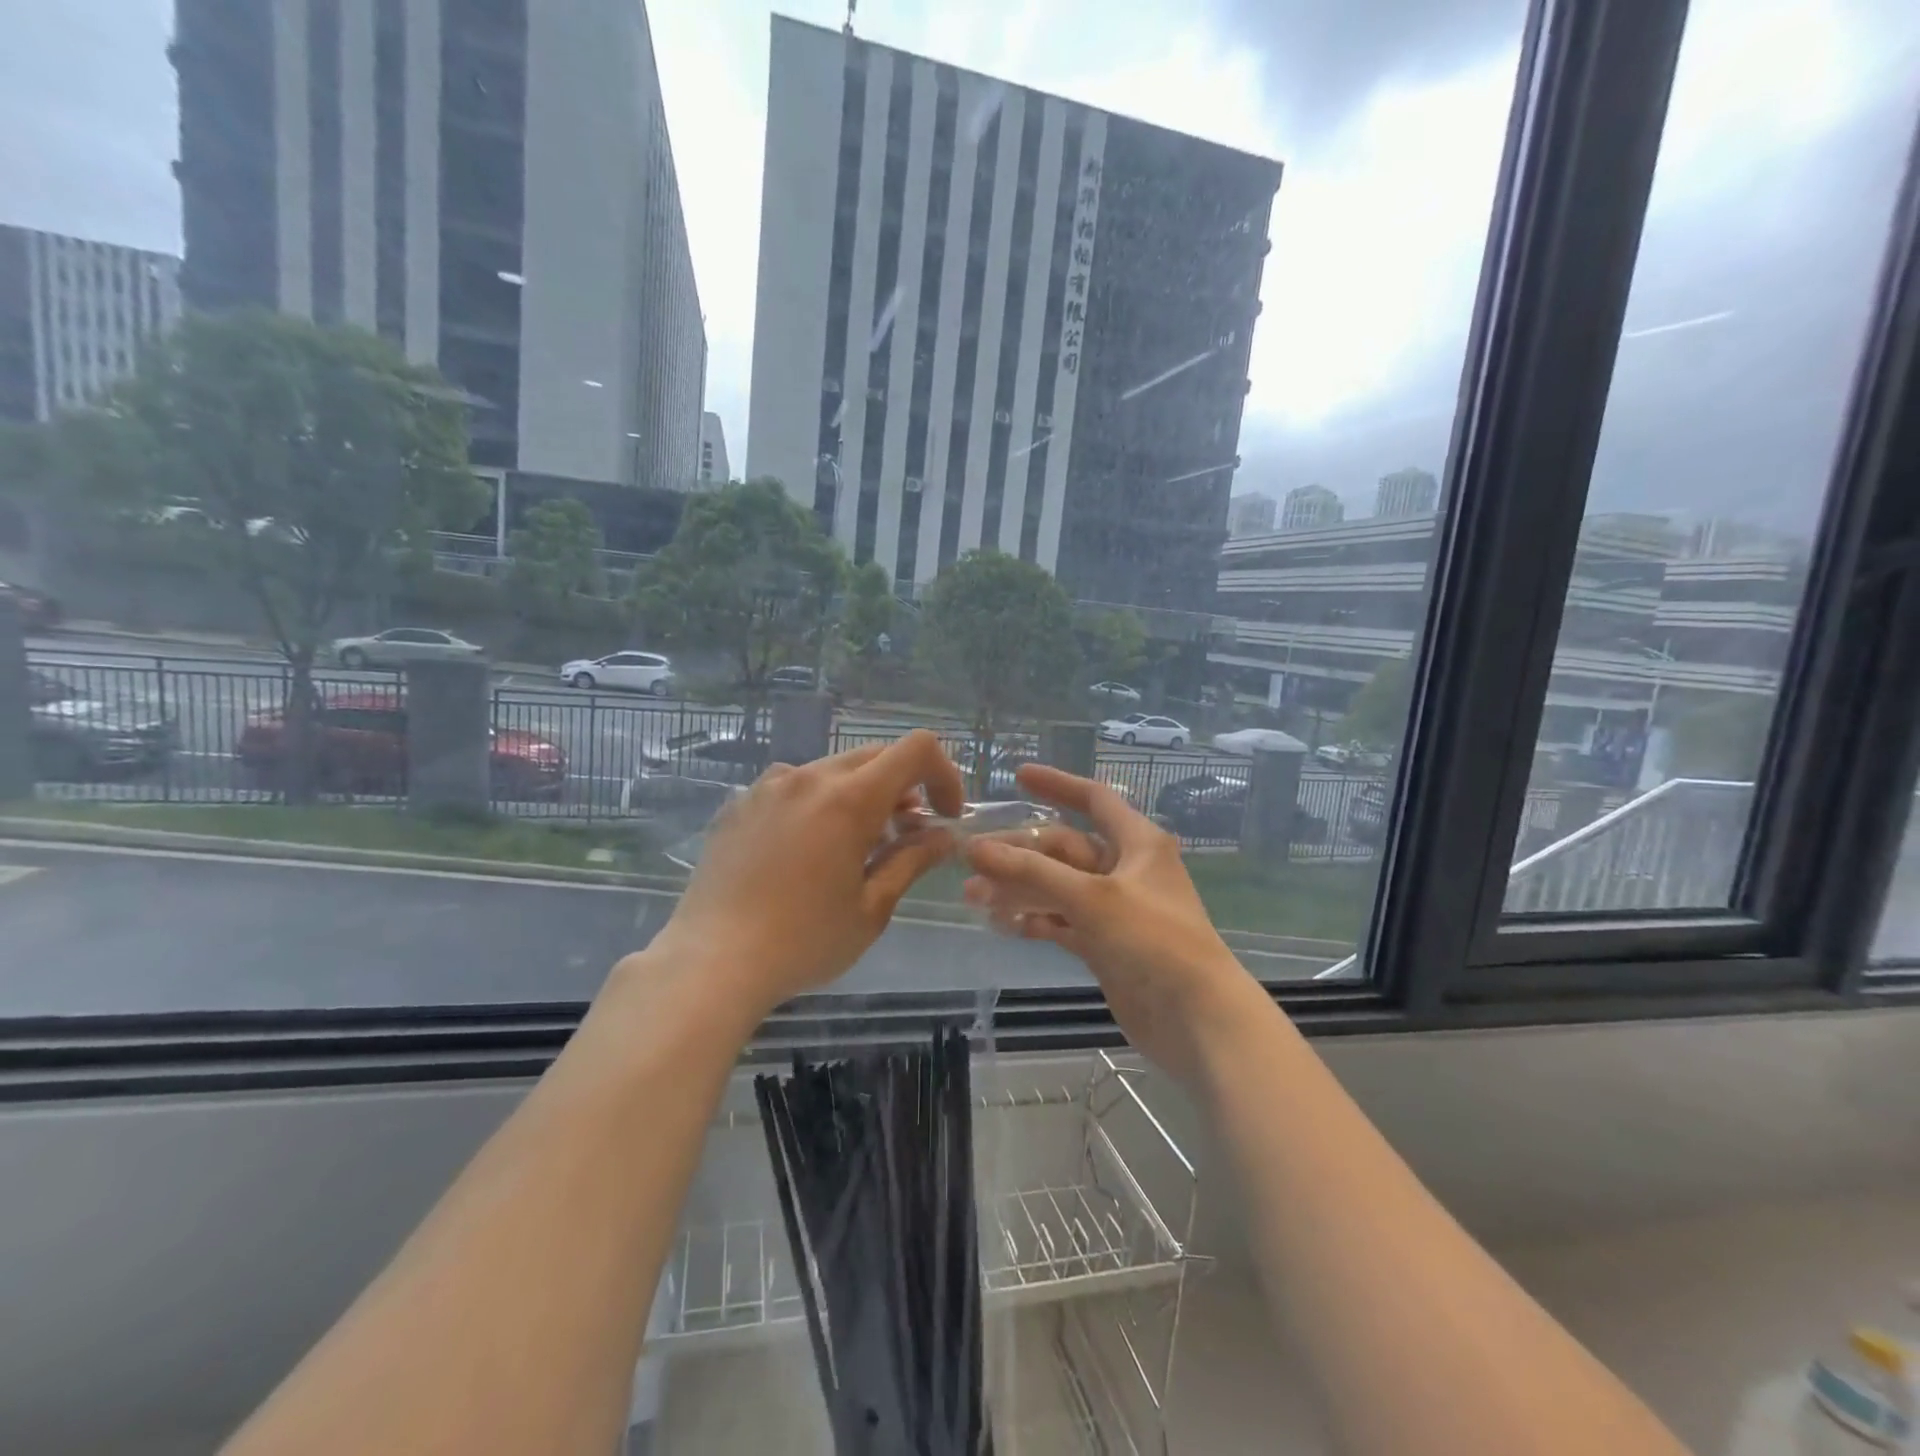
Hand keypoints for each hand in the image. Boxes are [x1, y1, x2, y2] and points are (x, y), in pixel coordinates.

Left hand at [647, 730, 964, 1020]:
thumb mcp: (872, 907)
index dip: (943, 774)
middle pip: (874, 757)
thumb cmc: (804, 941)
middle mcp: (808, 777)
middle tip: (903, 836)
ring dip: (858, 795)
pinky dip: (816, 804)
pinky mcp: (739, 803)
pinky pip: (791, 787)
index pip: (916, 749)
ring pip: (832, 770)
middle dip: (903, 787)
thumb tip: (944, 836)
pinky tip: (803, 852)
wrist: (712, 962)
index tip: (943, 816)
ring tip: (851, 847)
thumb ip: (912, 860)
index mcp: (849, 799)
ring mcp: (767, 786)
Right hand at [962, 763, 1268, 1085]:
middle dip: (1019, 853)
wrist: (1197, 1020)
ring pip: (1058, 887)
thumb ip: (1031, 872)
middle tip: (971, 861)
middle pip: (1065, 848)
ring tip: (973, 897)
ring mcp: (1115, 909)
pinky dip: (1034, 920)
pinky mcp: (1105, 944)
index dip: (1057, 784)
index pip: (1094, 799)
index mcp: (1137, 843)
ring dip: (1019, 889)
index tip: (1018, 777)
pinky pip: (1061, 921)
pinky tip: (1002, 925)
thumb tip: (975, 848)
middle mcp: (1126, 869)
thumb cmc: (1152, 941)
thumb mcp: (1091, 898)